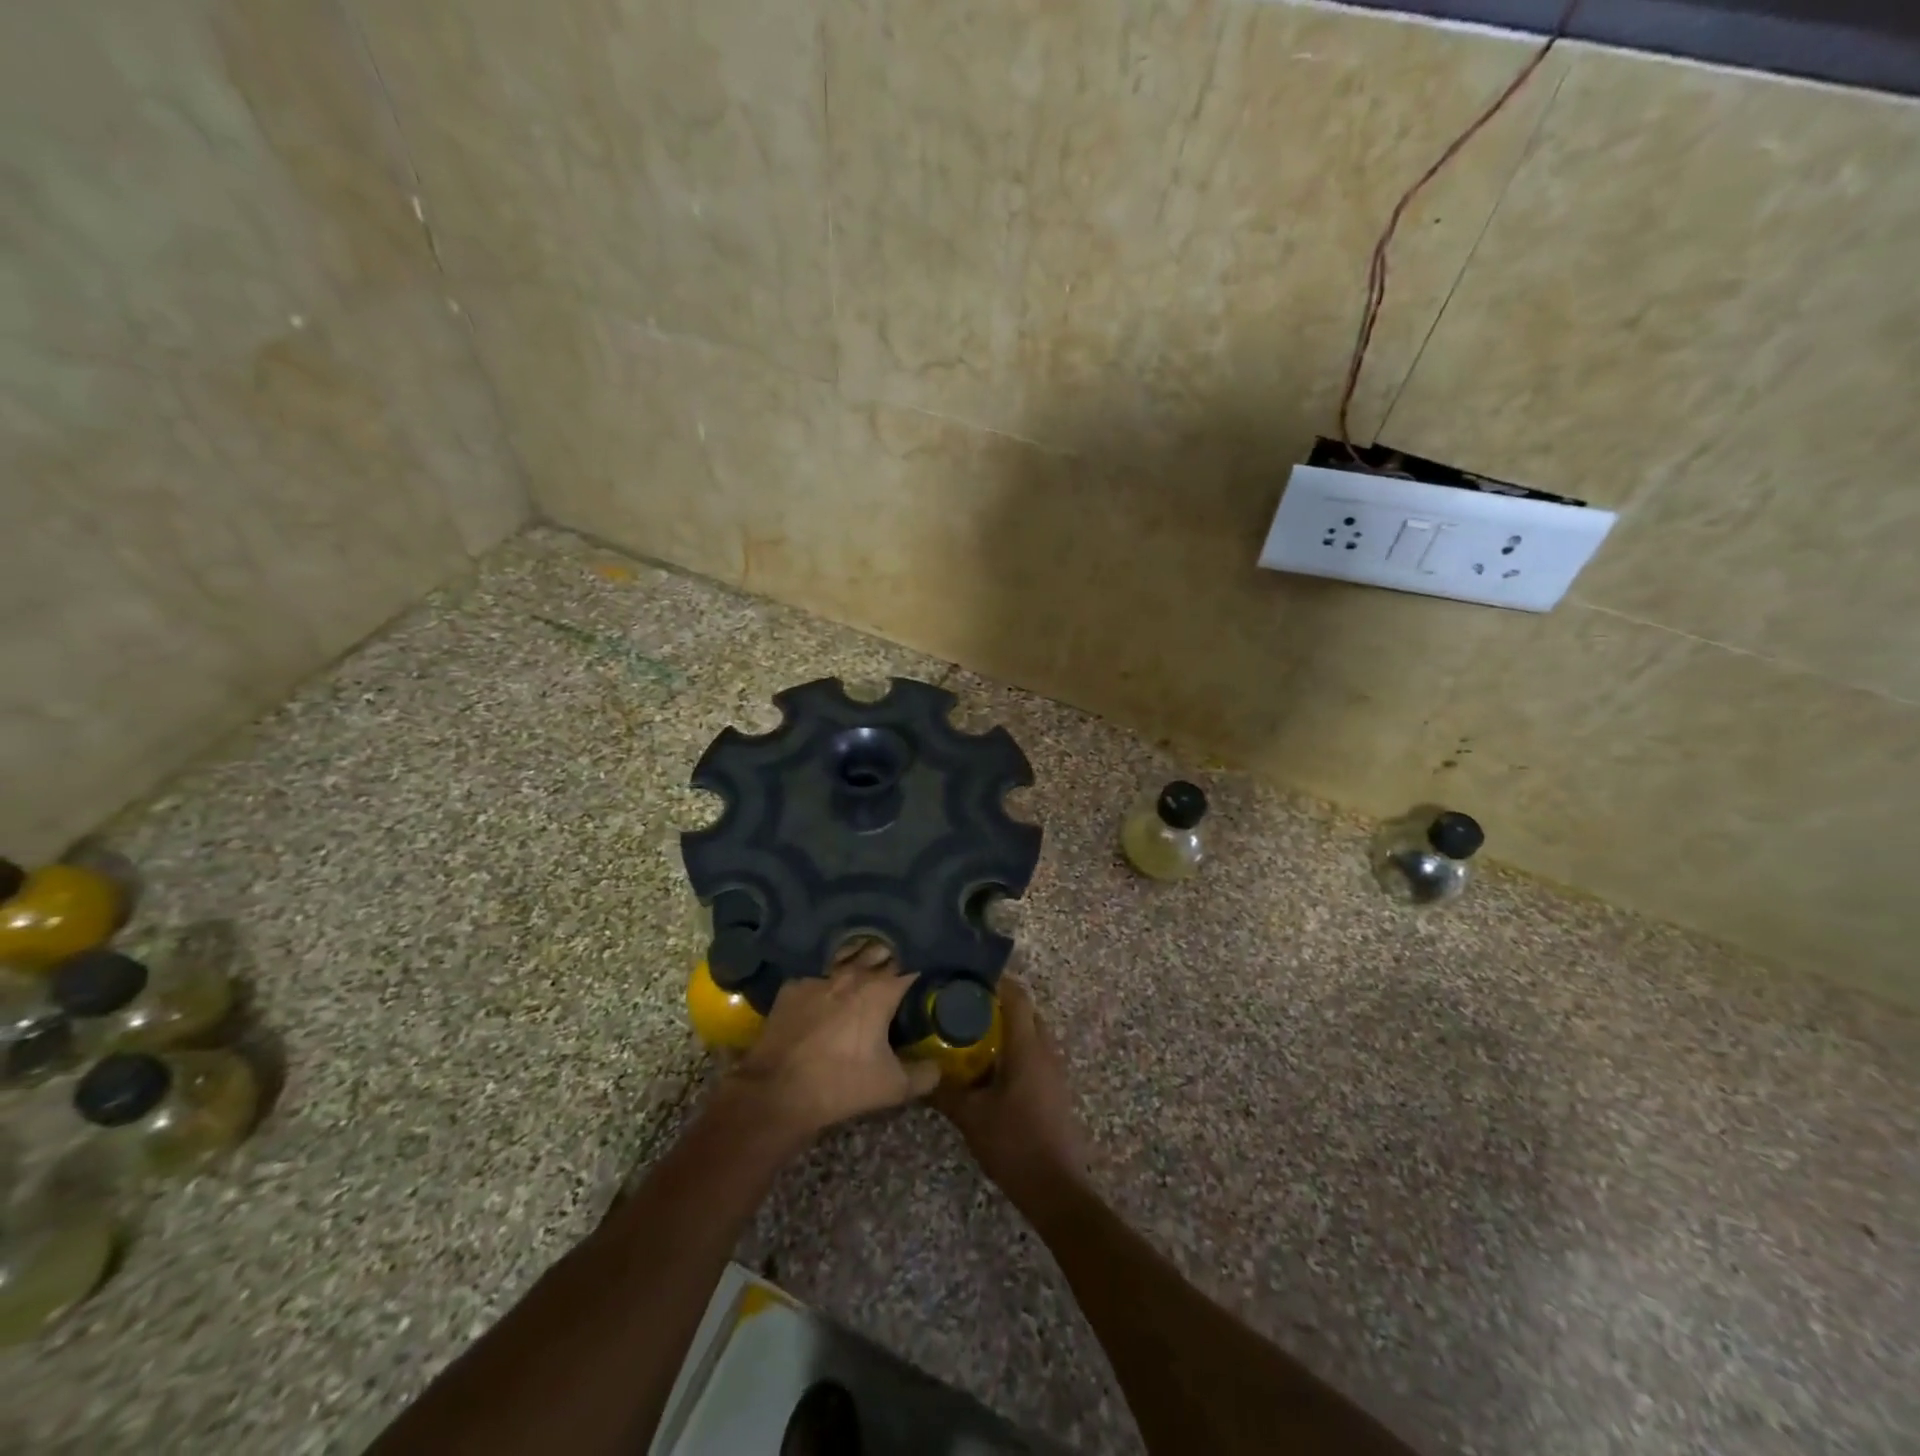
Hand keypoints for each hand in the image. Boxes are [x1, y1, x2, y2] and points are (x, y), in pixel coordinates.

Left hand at [728, 939, 939, 1139]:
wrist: (777, 1091)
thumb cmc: (841, 1084)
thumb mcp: (892, 1088)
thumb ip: (923, 1075)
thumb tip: (938, 1067)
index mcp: (880, 991)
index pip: (910, 965)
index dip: (921, 964)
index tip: (928, 969)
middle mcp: (852, 974)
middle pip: (879, 951)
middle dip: (892, 955)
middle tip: (900, 966)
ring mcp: (819, 977)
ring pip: (846, 955)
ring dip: (859, 958)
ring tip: (866, 966)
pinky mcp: (792, 986)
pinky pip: (816, 973)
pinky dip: (827, 977)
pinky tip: (827, 987)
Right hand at [931, 977, 1088, 1210]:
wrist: (1056, 1189)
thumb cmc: (1014, 1144)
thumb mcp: (971, 1117)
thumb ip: (945, 1092)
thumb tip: (920, 1074)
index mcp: (1027, 1047)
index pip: (1017, 997)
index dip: (996, 981)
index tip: (968, 978)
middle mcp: (1046, 1050)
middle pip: (1026, 1011)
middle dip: (999, 1003)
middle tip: (965, 1006)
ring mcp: (1055, 1070)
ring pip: (1032, 1033)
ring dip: (1008, 1027)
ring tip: (973, 1033)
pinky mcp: (1055, 1089)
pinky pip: (1035, 1053)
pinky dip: (1015, 1048)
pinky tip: (991, 1066)